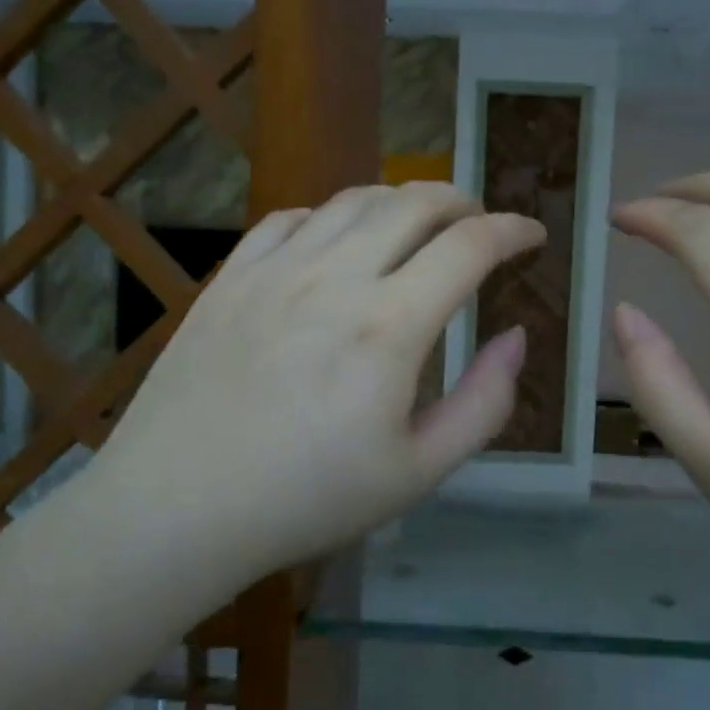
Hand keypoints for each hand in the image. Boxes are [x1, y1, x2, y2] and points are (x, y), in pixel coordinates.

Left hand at [92, 183, 542, 579]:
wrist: (176, 509)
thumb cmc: (306, 500)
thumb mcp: (418, 472)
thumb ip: (484, 403)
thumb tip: (516, 338)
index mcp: (389, 327)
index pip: (470, 246)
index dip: (513, 230)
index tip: (533, 236)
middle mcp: (335, 278)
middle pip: (415, 202)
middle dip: (463, 203)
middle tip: (480, 226)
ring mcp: (276, 270)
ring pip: (355, 200)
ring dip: (402, 202)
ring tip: (420, 226)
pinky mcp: (231, 277)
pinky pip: (292, 218)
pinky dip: (333, 216)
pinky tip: (338, 242)